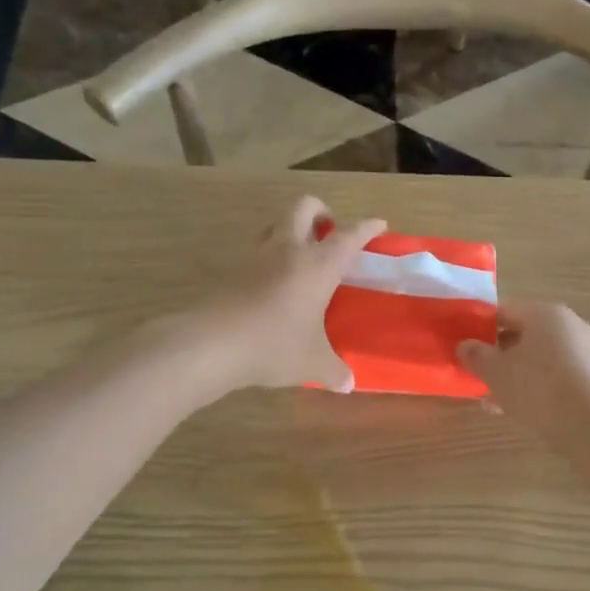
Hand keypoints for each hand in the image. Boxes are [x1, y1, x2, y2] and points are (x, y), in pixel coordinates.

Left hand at [179, 196, 385, 392]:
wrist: (210, 344)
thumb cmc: (274, 345)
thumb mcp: (312, 363)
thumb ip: (334, 371)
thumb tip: (348, 384)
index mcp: (318, 266)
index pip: (349, 236)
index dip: (367, 228)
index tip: (379, 224)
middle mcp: (288, 250)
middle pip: (304, 207)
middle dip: (321, 212)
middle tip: (329, 233)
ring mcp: (255, 256)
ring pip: (275, 223)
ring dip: (290, 229)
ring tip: (300, 256)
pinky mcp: (231, 269)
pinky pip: (255, 251)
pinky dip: (268, 257)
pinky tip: (272, 283)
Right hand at [457, 302, 589, 440]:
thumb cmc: (538, 387)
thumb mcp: (496, 371)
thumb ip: (476, 356)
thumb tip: (465, 346)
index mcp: (546, 313)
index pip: (506, 311)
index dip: (481, 327)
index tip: (466, 347)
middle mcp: (570, 326)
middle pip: (525, 336)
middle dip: (499, 355)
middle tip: (479, 374)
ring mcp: (587, 353)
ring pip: (540, 360)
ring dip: (516, 376)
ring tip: (494, 399)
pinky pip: (557, 378)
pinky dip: (538, 389)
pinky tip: (520, 410)